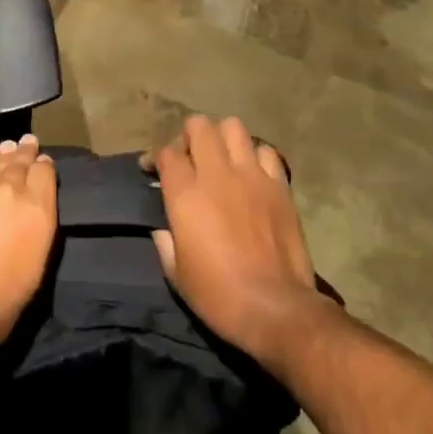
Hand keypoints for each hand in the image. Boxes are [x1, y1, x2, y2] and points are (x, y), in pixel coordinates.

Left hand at [0, 134, 57, 361]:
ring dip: (0, 162)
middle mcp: (7, 192)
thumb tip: (31, 212)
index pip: (44, 172)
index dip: (43, 165)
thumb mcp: (34, 270)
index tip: (42, 161)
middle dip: (23, 152)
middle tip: (26, 141)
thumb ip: (35, 231)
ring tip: (5, 151)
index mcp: (35, 210)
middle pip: (18, 162)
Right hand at [147, 116, 332, 370]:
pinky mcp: (279, 184)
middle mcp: (216, 174)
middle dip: (189, 135)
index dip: (157, 157)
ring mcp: (251, 175)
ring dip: (222, 138)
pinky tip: (252, 174)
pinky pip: (266, 152)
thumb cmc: (218, 296)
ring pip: (233, 127)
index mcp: (186, 194)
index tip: (153, 169)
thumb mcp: (176, 274)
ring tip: (221, 158)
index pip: (167, 153)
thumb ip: (165, 240)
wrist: (274, 308)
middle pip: (199, 126)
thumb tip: (163, 226)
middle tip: (189, 156)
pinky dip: (255, 156)